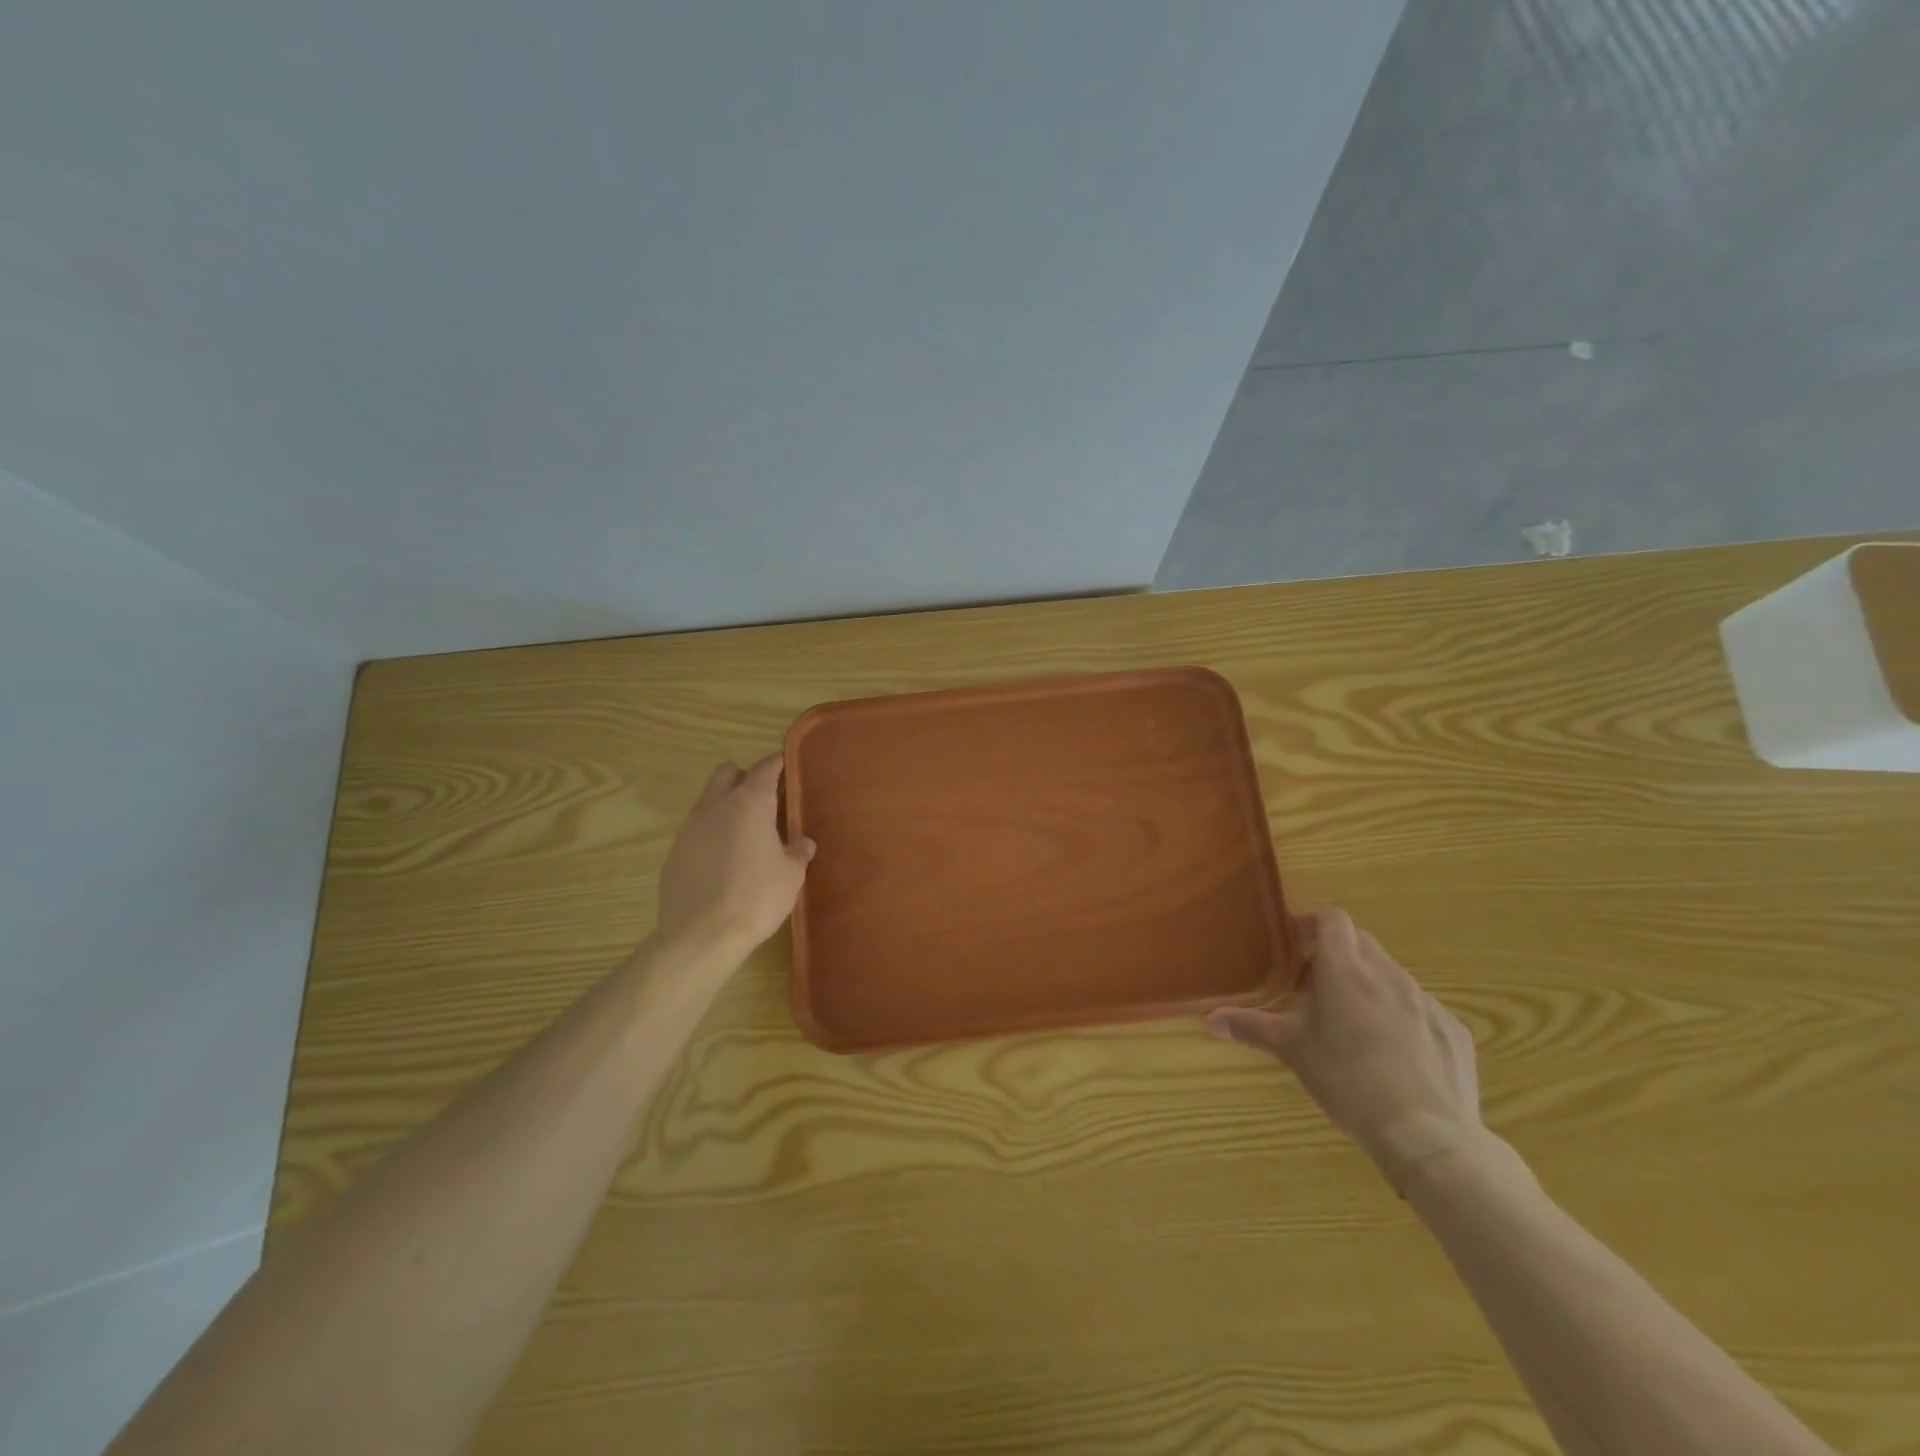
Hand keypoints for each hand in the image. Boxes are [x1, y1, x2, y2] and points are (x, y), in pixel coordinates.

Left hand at [655, 754, 814, 956]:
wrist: (701, 935)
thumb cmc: (756, 898)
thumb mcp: (791, 876)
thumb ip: (798, 853)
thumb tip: (803, 843)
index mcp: (750, 803)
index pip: (765, 767)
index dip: (777, 763)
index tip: (786, 765)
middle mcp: (716, 805)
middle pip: (727, 773)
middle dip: (744, 778)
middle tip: (764, 800)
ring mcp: (690, 828)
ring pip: (708, 800)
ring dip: (725, 806)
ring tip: (744, 835)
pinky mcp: (674, 852)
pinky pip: (696, 831)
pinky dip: (710, 835)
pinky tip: (722, 862)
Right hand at [1206, 908, 1481, 1192]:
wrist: (1428, 1135)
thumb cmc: (1348, 1081)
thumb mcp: (1293, 1052)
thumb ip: (1251, 1027)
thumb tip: (1209, 1017)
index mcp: (1345, 970)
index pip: (1332, 920)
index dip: (1312, 923)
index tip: (1294, 942)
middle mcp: (1387, 974)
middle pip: (1361, 943)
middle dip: (1337, 956)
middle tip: (1314, 988)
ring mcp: (1426, 1001)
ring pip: (1391, 976)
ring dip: (1368, 986)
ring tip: (1352, 1023)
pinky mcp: (1453, 1030)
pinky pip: (1420, 1009)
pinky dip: (1401, 1016)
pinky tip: (1394, 1054)